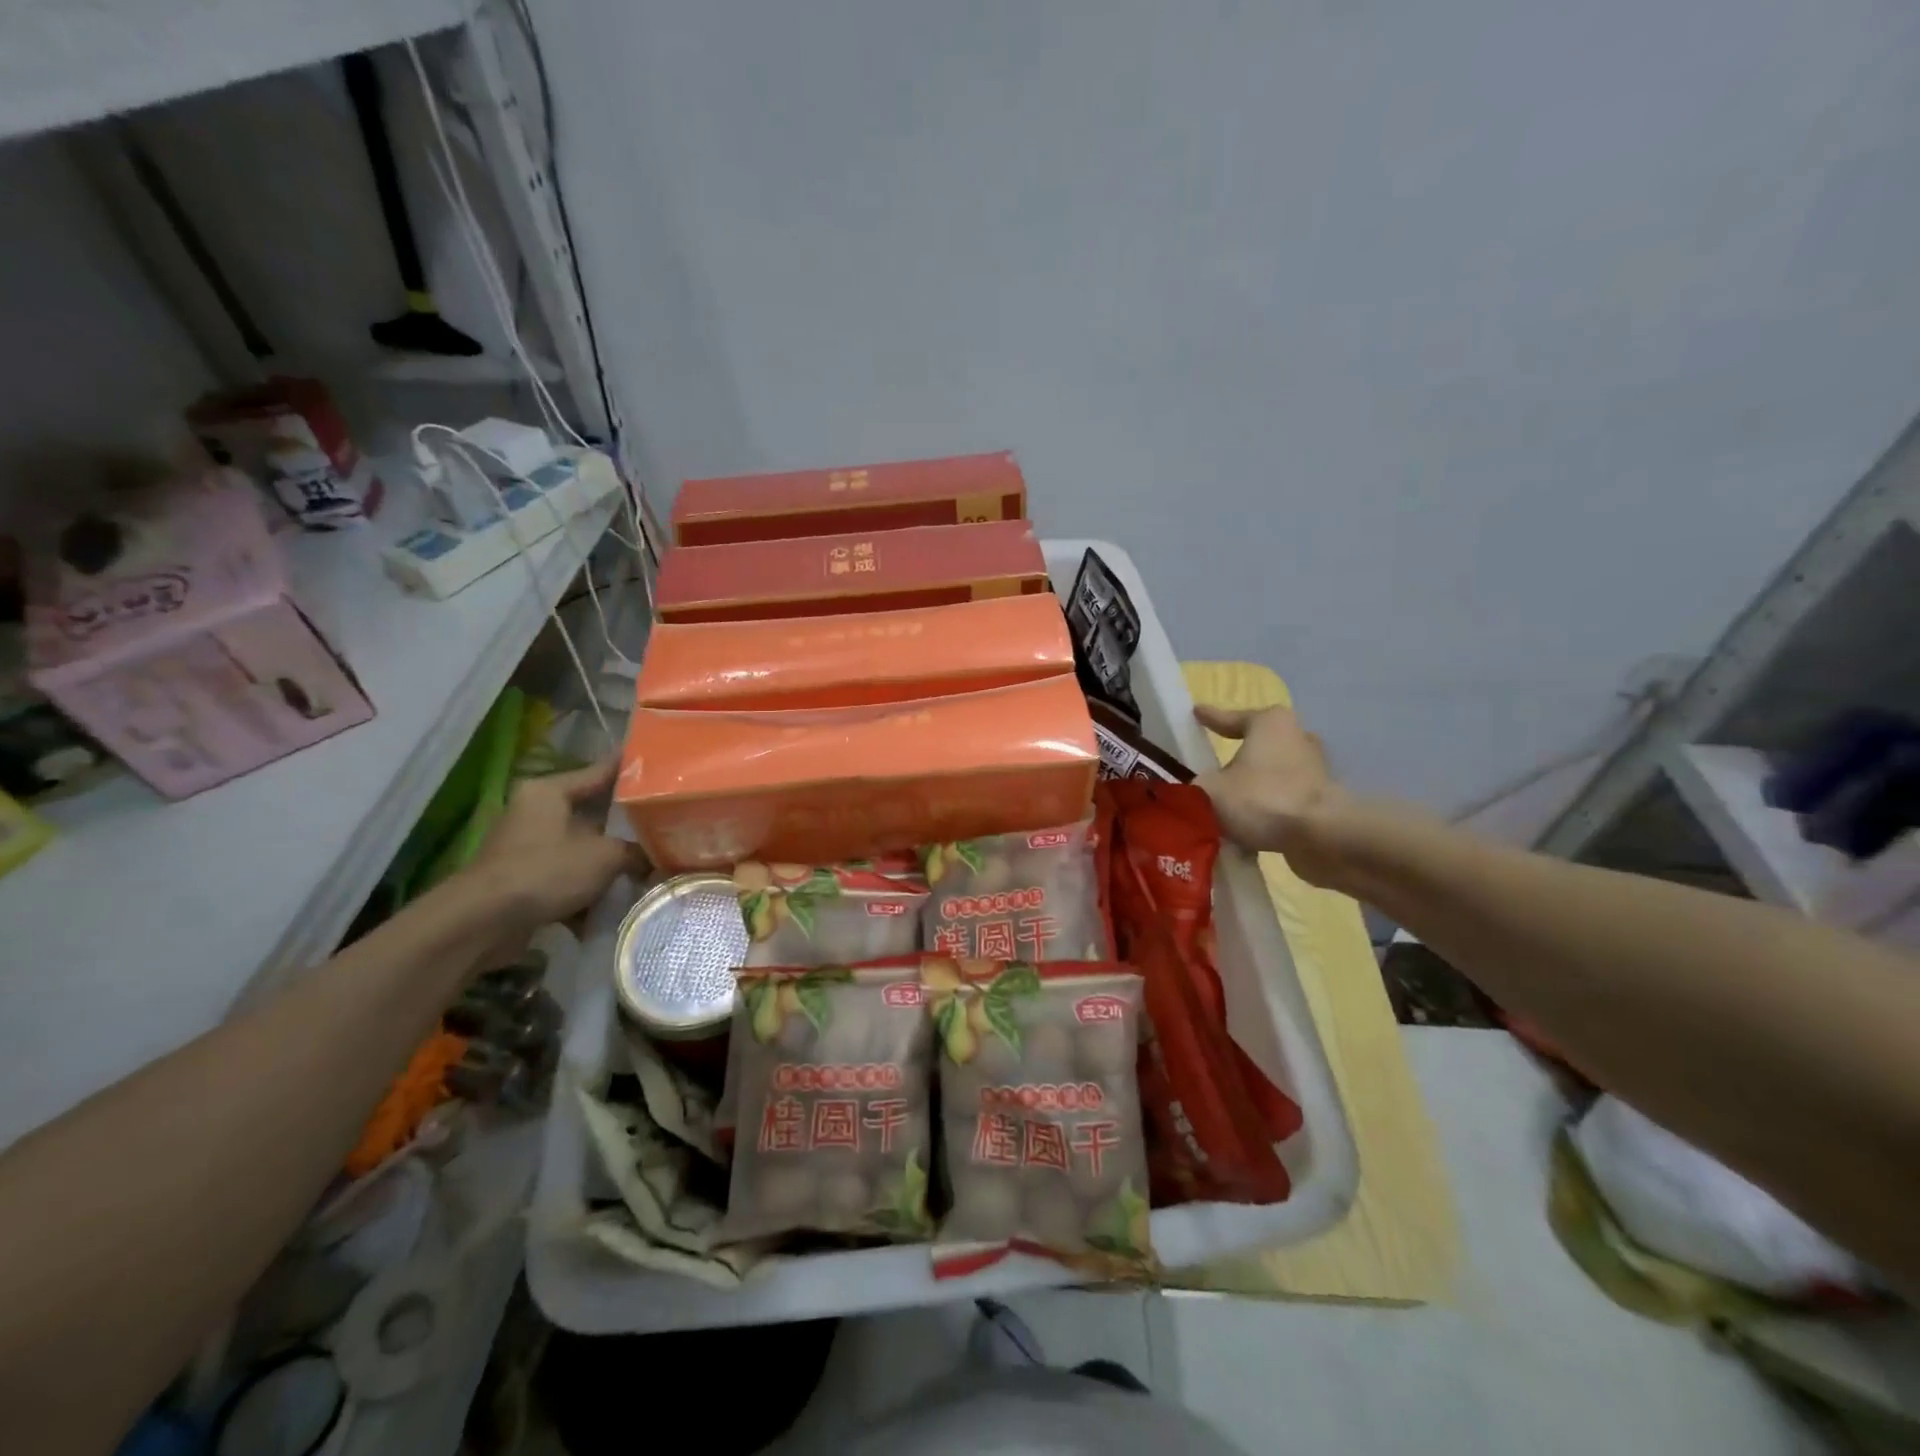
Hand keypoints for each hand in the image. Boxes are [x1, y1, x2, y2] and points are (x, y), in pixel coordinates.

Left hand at [465, 759, 646, 933]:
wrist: (482, 923)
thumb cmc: (546, 871)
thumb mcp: (605, 856)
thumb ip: (636, 851)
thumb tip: (659, 857)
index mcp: (549, 792)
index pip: (600, 772)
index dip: (633, 771)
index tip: (663, 768)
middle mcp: (536, 812)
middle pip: (593, 813)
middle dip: (627, 824)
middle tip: (667, 824)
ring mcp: (528, 847)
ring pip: (583, 848)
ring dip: (610, 861)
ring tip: (650, 866)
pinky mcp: (525, 879)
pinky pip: (568, 876)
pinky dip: (589, 889)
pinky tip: (618, 901)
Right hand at [1193, 704, 1344, 883]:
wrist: (1322, 837)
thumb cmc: (1262, 799)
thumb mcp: (1209, 790)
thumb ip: (1193, 787)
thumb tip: (1188, 791)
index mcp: (1270, 723)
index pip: (1232, 718)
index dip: (1211, 718)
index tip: (1196, 713)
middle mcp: (1297, 739)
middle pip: (1258, 745)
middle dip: (1238, 758)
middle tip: (1213, 768)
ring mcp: (1315, 770)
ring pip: (1272, 775)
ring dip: (1253, 788)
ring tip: (1227, 806)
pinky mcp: (1323, 801)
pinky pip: (1283, 801)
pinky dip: (1267, 811)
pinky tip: (1247, 830)